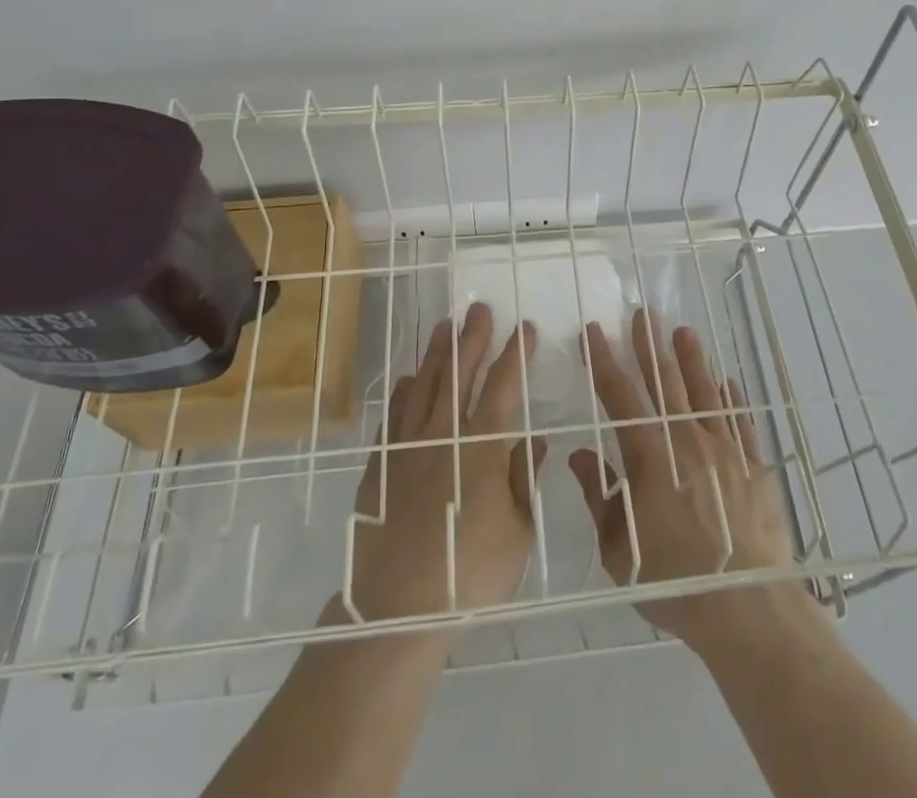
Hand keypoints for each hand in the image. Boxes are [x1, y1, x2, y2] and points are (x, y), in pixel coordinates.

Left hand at [342, 303, 545, 626]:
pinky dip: (402, 392)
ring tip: (445, 326)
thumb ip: (524, 479)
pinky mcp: (380, 465)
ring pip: (424, 385)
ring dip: (437, 353)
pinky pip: (393, 415)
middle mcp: (444, 434)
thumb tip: (535, 439)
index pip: (503, 386)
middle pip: (460, 373)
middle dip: (473, 338)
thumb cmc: (469, 573)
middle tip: (479, 308)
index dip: (516, 354)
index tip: (525, 328)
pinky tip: (407, 379)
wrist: (397, 609)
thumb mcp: (519, 532)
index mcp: (483, 446)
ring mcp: (407, 446)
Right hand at [568, 309, 812, 658]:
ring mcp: (725, 451)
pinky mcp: (754, 466)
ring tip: (683, 331)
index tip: (594, 331)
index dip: (604, 361)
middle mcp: (687, 442)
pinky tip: (728, 381)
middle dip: (649, 346)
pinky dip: (732, 398)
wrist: (747, 609)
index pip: (620, 397)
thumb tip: (580, 453)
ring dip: (692, 359)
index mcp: (650, 458)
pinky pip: (741, 421)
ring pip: (705, 393)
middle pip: (665, 383)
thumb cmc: (674, 582)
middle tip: (642, 313)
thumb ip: (598, 496)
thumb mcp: (619, 550)